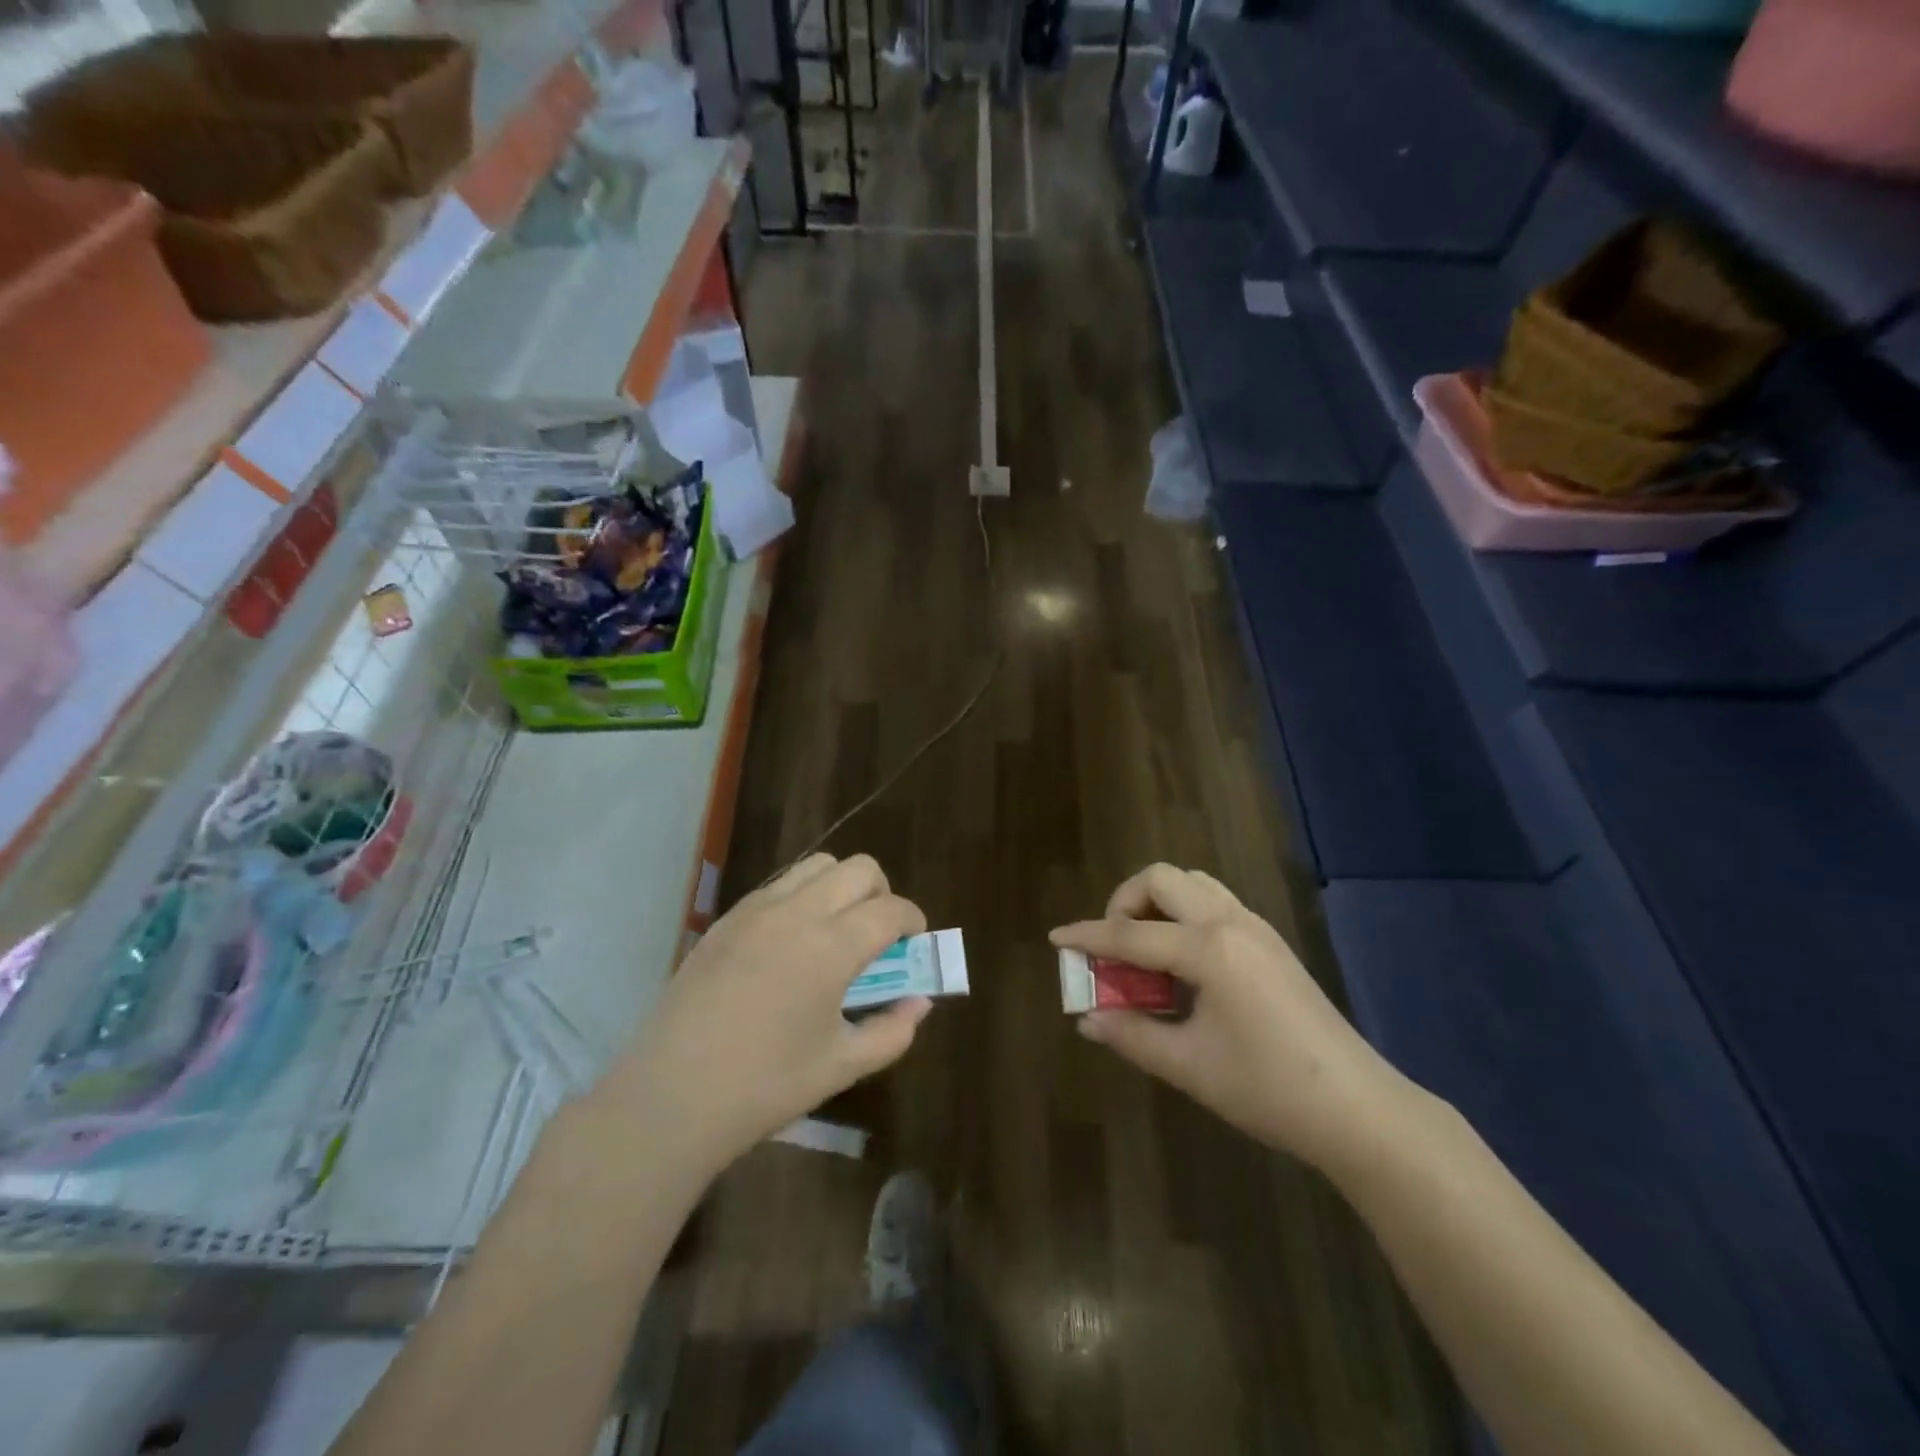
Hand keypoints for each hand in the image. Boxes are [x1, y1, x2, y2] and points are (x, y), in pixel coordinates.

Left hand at [601, 854, 931, 1173]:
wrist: (670, 1096)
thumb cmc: (764, 1086)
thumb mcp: (841, 1066)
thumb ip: (892, 1032)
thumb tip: (918, 1002)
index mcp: (831, 947)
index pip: (890, 909)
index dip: (913, 921)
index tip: (915, 941)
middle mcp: (798, 913)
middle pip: (859, 869)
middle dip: (882, 893)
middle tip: (878, 934)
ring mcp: (756, 910)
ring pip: (817, 865)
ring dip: (841, 887)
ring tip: (836, 930)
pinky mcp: (727, 918)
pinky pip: (779, 884)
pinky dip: (802, 897)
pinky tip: (792, 942)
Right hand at [1052, 864, 1403, 1172]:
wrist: (1359, 1109)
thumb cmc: (1269, 1089)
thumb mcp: (1189, 1066)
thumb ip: (1132, 1034)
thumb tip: (1088, 1019)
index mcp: (1208, 949)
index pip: (1131, 933)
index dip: (1088, 936)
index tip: (1057, 938)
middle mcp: (1230, 923)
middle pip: (1163, 879)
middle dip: (1125, 902)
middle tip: (1113, 947)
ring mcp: (1256, 928)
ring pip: (1193, 883)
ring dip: (1157, 903)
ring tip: (1144, 950)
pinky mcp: (1270, 942)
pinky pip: (1214, 903)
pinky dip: (1184, 914)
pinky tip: (1182, 963)